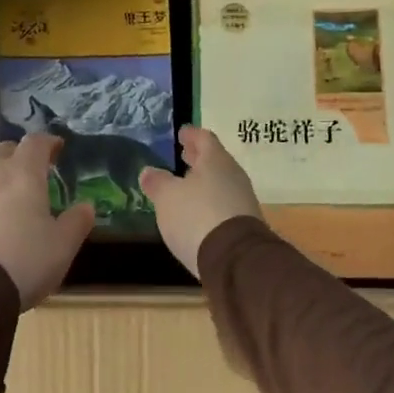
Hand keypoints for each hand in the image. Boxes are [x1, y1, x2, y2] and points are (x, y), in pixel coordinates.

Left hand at [0, 134, 93, 309]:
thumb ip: (76, 222)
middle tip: (33, 170)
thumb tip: (86, 206)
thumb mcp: (62, 246)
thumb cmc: (24, 261)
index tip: (57, 147)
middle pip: (4, 151)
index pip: (35, 143)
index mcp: (23, 175)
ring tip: (8, 195)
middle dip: (19, 155)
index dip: (47, 142)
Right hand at [139, 125, 262, 278]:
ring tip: (187, 185)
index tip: (182, 133)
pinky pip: (224, 204)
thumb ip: (157, 182)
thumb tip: (149, 172)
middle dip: (198, 158)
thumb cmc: (197, 216)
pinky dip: (210, 202)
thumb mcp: (167, 197)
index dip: (191, 135)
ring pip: (220, 183)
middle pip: (215, 161)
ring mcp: (242, 200)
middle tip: (184, 155)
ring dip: (204, 181)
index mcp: (216, 161)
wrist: (234, 259)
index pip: (204, 138)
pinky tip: (197, 212)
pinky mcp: (244, 225)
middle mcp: (233, 176)